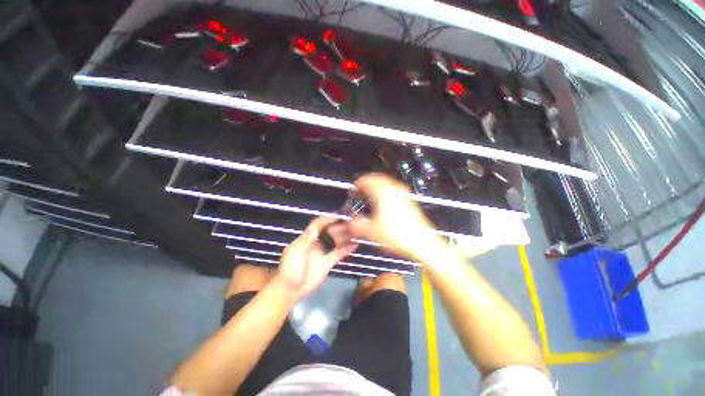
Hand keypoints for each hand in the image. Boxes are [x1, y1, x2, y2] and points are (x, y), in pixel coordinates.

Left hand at [272, 217, 357, 300]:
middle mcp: (317, 243)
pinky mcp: (329, 262)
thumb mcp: (295, 253)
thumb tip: (315, 228)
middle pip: (329, 231)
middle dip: (339, 227)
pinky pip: (339, 253)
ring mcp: (323, 252)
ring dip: (345, 236)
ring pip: (336, 241)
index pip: (317, 225)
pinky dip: (347, 249)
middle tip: (351, 223)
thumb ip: (306, 240)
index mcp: (307, 239)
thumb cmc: (290, 269)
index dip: (327, 219)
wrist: (291, 289)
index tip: (337, 215)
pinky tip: (355, 245)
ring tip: (356, 232)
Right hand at [348, 173, 446, 259]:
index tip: (353, 189)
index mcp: (384, 193)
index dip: (358, 183)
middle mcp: (394, 190)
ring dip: (377, 185)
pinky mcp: (408, 200)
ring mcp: (403, 194)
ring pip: (387, 182)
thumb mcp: (372, 232)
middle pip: (378, 178)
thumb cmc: (397, 235)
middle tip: (360, 190)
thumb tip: (350, 222)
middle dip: (367, 182)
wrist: (421, 242)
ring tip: (370, 194)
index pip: (368, 180)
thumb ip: (357, 226)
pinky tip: (383, 201)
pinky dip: (385, 190)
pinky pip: (394, 188)